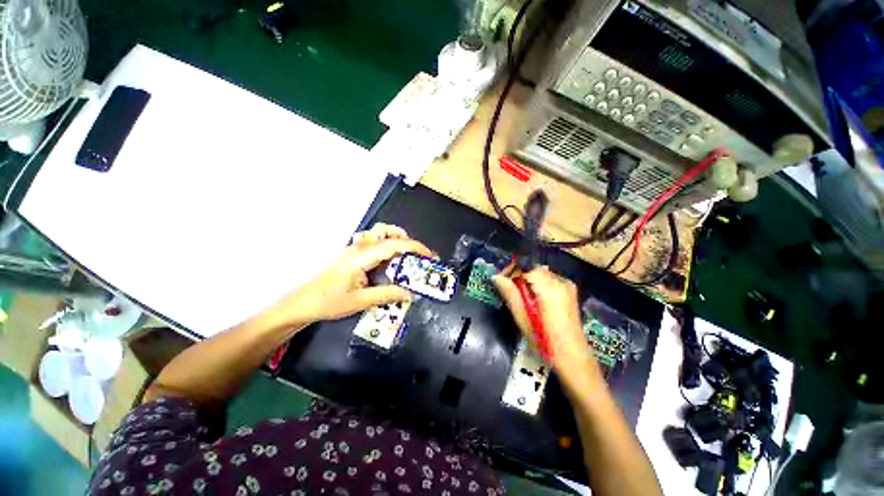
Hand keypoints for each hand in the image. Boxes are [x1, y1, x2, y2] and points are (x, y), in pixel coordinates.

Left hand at [267, 224, 433, 326]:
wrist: (303, 303)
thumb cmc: (329, 302)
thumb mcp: (361, 301)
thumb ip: (387, 295)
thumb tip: (410, 294)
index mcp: (361, 257)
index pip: (392, 245)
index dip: (414, 247)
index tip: (428, 255)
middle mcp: (359, 248)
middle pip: (383, 230)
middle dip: (403, 237)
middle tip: (414, 255)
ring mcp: (354, 250)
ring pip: (377, 234)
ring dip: (394, 240)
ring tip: (404, 258)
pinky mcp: (353, 255)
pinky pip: (373, 244)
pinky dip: (386, 247)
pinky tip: (389, 265)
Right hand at [492, 266, 602, 388]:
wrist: (574, 359)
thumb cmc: (545, 342)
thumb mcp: (523, 319)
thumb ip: (510, 294)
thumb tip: (495, 277)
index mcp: (549, 287)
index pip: (525, 265)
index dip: (510, 270)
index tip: (499, 281)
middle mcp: (560, 281)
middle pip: (533, 267)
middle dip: (517, 275)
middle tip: (505, 289)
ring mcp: (567, 286)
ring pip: (539, 273)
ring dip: (526, 280)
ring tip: (517, 296)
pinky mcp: (570, 292)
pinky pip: (548, 280)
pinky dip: (536, 284)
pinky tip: (532, 300)